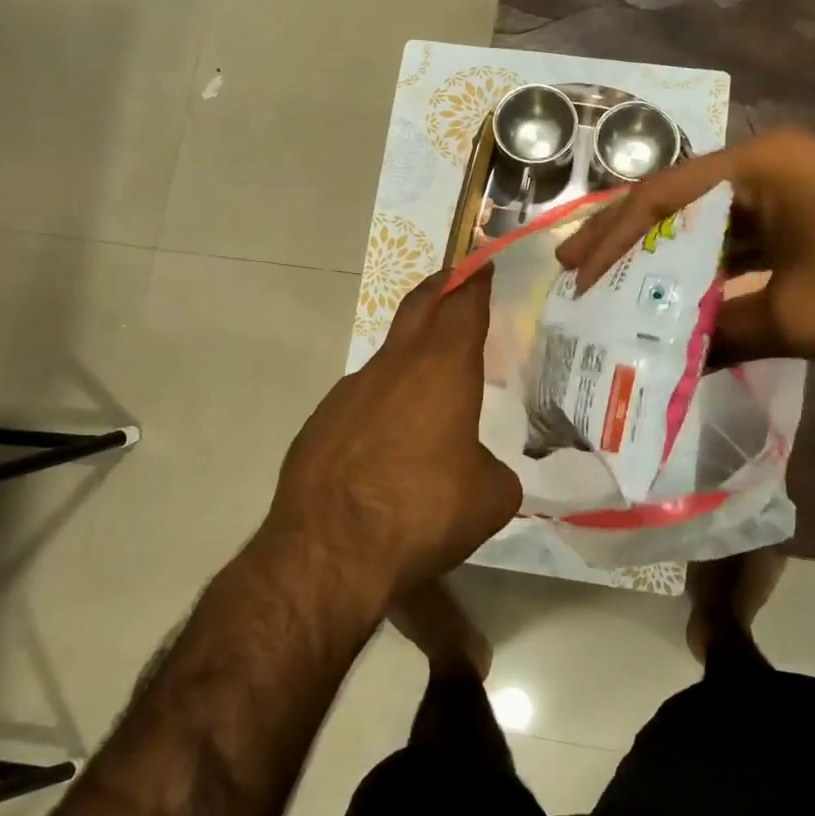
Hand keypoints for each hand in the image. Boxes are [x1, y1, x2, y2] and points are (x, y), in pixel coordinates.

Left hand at [268, 267, 519, 602]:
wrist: (329, 550)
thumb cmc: (423, 511)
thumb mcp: (489, 497)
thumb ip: (494, 470)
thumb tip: (481, 470)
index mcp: (442, 369)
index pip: (463, 306)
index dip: (476, 281)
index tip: (482, 264)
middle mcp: (394, 367)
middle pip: (418, 308)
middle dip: (440, 287)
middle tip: (455, 279)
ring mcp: (350, 392)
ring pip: (388, 360)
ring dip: (410, 360)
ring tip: (428, 393)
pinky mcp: (320, 423)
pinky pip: (361, 402)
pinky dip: (381, 407)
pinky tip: (385, 448)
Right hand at [556, 128, 814, 361]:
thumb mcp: (800, 318)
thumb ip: (723, 335)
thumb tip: (666, 366)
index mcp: (761, 168)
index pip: (662, 196)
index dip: (612, 238)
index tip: (575, 274)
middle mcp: (770, 165)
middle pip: (680, 201)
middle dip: (628, 240)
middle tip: (577, 273)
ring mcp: (793, 187)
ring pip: (711, 221)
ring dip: (669, 256)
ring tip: (616, 288)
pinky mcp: (811, 214)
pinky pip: (745, 237)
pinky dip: (713, 268)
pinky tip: (685, 297)